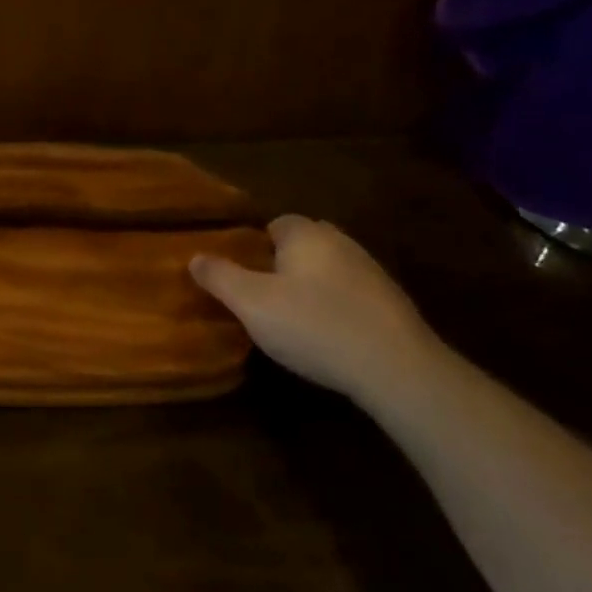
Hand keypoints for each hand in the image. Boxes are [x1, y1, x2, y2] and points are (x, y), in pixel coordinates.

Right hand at [191, 215, 440, 401]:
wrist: (397, 368)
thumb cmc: (315, 326)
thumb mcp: (252, 304)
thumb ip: (220, 277)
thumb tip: (194, 257)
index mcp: (306, 234)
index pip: (275, 224)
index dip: (256, 247)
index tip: (244, 276)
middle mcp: (341, 242)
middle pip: (303, 245)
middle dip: (284, 265)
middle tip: (265, 298)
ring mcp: (371, 272)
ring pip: (329, 270)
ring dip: (313, 287)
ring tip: (295, 321)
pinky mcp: (392, 303)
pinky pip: (352, 295)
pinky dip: (338, 308)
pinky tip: (330, 337)